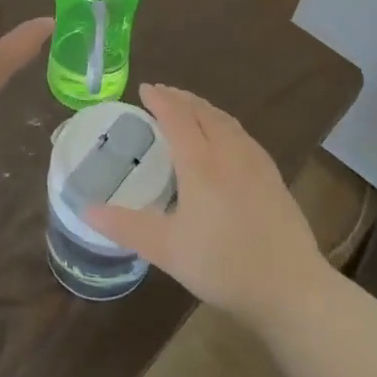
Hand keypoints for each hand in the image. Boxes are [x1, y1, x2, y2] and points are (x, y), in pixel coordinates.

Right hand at [85, 84, 329, 328]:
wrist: (290, 287)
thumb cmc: (223, 265)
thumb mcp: (166, 249)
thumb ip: (125, 226)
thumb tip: (85, 210)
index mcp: (200, 163)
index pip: (176, 116)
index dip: (159, 99)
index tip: (144, 89)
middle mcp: (228, 152)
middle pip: (202, 111)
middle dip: (180, 98)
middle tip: (162, 93)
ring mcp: (255, 162)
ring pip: (225, 120)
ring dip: (203, 107)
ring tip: (189, 108)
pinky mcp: (273, 176)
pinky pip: (242, 134)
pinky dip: (224, 123)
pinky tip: (225, 137)